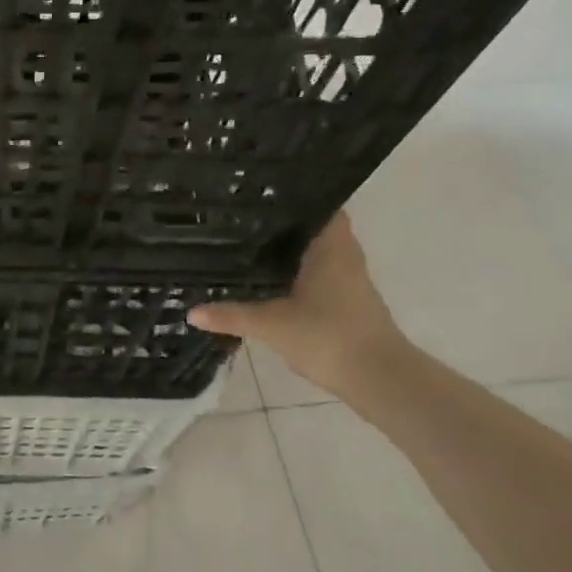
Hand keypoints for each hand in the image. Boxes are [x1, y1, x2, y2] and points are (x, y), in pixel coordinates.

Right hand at [187, 213, 406, 392]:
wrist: (380, 380)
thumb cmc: (329, 337)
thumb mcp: (271, 325)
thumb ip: (231, 315)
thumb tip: (191, 312)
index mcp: (331, 247)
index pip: (319, 204)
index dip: (294, 194)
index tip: (261, 191)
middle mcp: (345, 256)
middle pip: (314, 228)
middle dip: (283, 224)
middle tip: (242, 216)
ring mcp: (350, 281)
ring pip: (316, 253)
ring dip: (290, 250)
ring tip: (248, 244)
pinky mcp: (349, 304)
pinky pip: (319, 276)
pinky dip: (296, 274)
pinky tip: (269, 281)